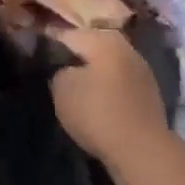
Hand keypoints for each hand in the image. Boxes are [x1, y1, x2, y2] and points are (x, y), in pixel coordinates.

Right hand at [48, 26, 171, 172]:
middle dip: (73, 57)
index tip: (35, 53)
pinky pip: (119, 84)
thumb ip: (58, 71)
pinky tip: (95, 102)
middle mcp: (125, 47)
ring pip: (107, 65)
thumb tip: (64, 69)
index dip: (48, 42)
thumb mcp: (61, 89)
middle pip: (91, 47)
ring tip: (73, 89)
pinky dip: (106, 89)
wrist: (142, 151)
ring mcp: (141, 70)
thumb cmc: (97, 112)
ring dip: (91, 74)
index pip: (67, 33)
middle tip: (53, 71)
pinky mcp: (148, 95)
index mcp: (103, 39)